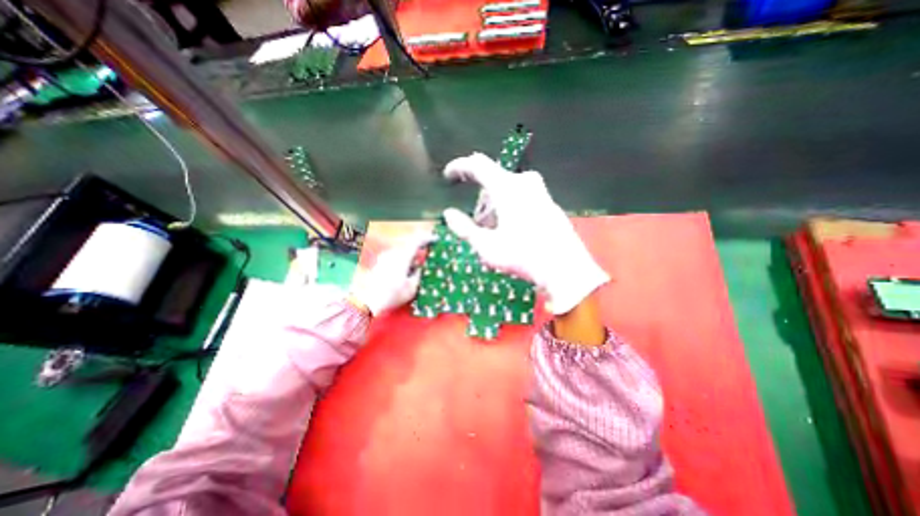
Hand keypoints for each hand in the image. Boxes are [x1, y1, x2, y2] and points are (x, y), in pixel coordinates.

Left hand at [351, 231, 432, 313]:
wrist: (368, 301)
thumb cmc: (392, 295)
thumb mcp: (412, 288)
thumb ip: (418, 274)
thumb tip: (420, 267)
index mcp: (402, 257)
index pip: (416, 241)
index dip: (427, 238)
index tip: (436, 239)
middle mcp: (392, 253)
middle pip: (409, 245)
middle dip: (419, 248)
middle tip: (427, 254)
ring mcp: (385, 256)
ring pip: (402, 250)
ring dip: (411, 255)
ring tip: (416, 266)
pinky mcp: (380, 261)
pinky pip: (396, 255)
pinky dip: (403, 259)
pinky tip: (405, 270)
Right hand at [442, 152, 608, 315]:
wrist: (565, 269)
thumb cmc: (523, 257)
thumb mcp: (486, 246)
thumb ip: (464, 228)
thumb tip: (448, 214)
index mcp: (507, 188)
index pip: (477, 164)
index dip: (459, 167)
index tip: (448, 176)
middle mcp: (524, 182)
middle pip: (492, 181)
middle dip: (480, 200)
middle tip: (477, 225)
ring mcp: (539, 191)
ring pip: (506, 190)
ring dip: (494, 206)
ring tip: (494, 232)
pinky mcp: (548, 202)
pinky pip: (520, 196)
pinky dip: (508, 207)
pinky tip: (511, 229)